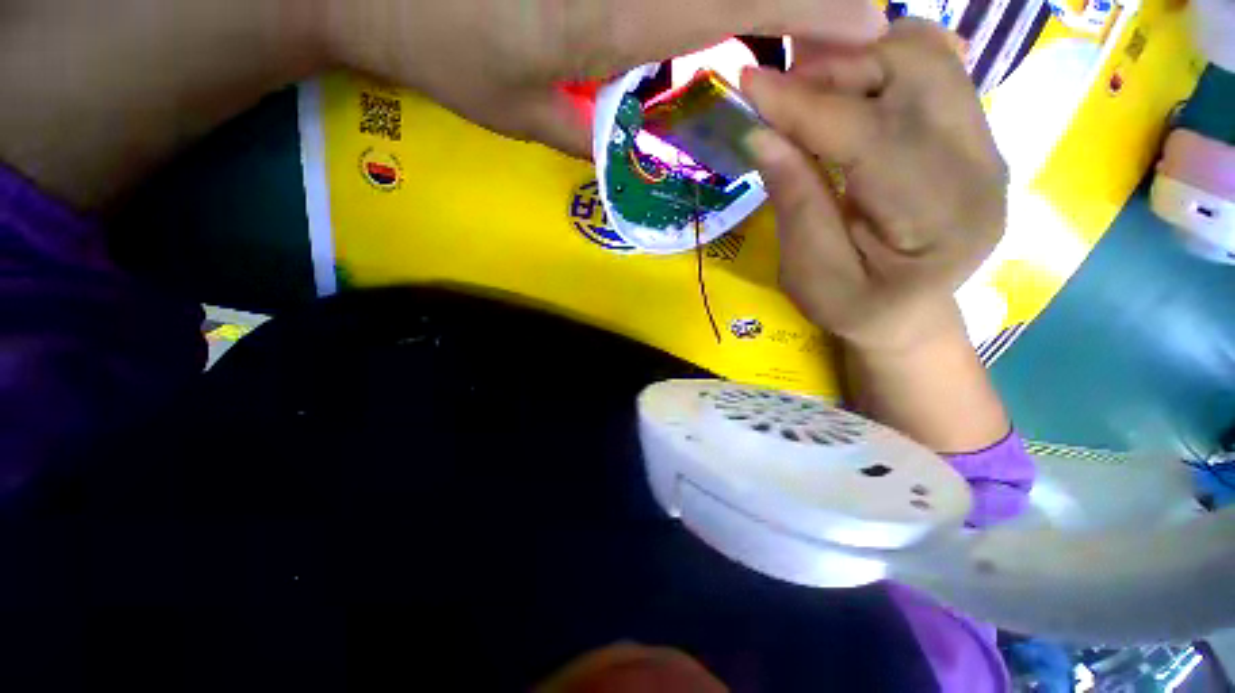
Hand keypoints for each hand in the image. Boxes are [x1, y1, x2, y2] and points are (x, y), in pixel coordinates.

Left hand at [326, 0, 885, 156]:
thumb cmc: (442, 47)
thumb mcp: (527, 116)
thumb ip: (594, 133)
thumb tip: (648, 145)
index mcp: (616, 12)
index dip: (818, 8)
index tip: (869, 30)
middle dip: (806, 3)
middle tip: (840, 40)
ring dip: (764, 3)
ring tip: (793, 34)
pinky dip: (714, 7)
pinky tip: (713, 29)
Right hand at [741, 19, 1006, 351]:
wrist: (908, 315)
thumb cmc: (854, 309)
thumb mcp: (811, 275)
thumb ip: (794, 204)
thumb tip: (761, 135)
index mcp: (938, 221)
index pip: (871, 136)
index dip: (806, 107)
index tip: (749, 84)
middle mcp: (980, 169)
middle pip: (917, 72)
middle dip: (837, 70)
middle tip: (781, 94)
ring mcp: (985, 145)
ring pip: (929, 58)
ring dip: (860, 62)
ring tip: (809, 95)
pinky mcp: (973, 135)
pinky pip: (936, 70)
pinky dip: (884, 67)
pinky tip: (849, 95)